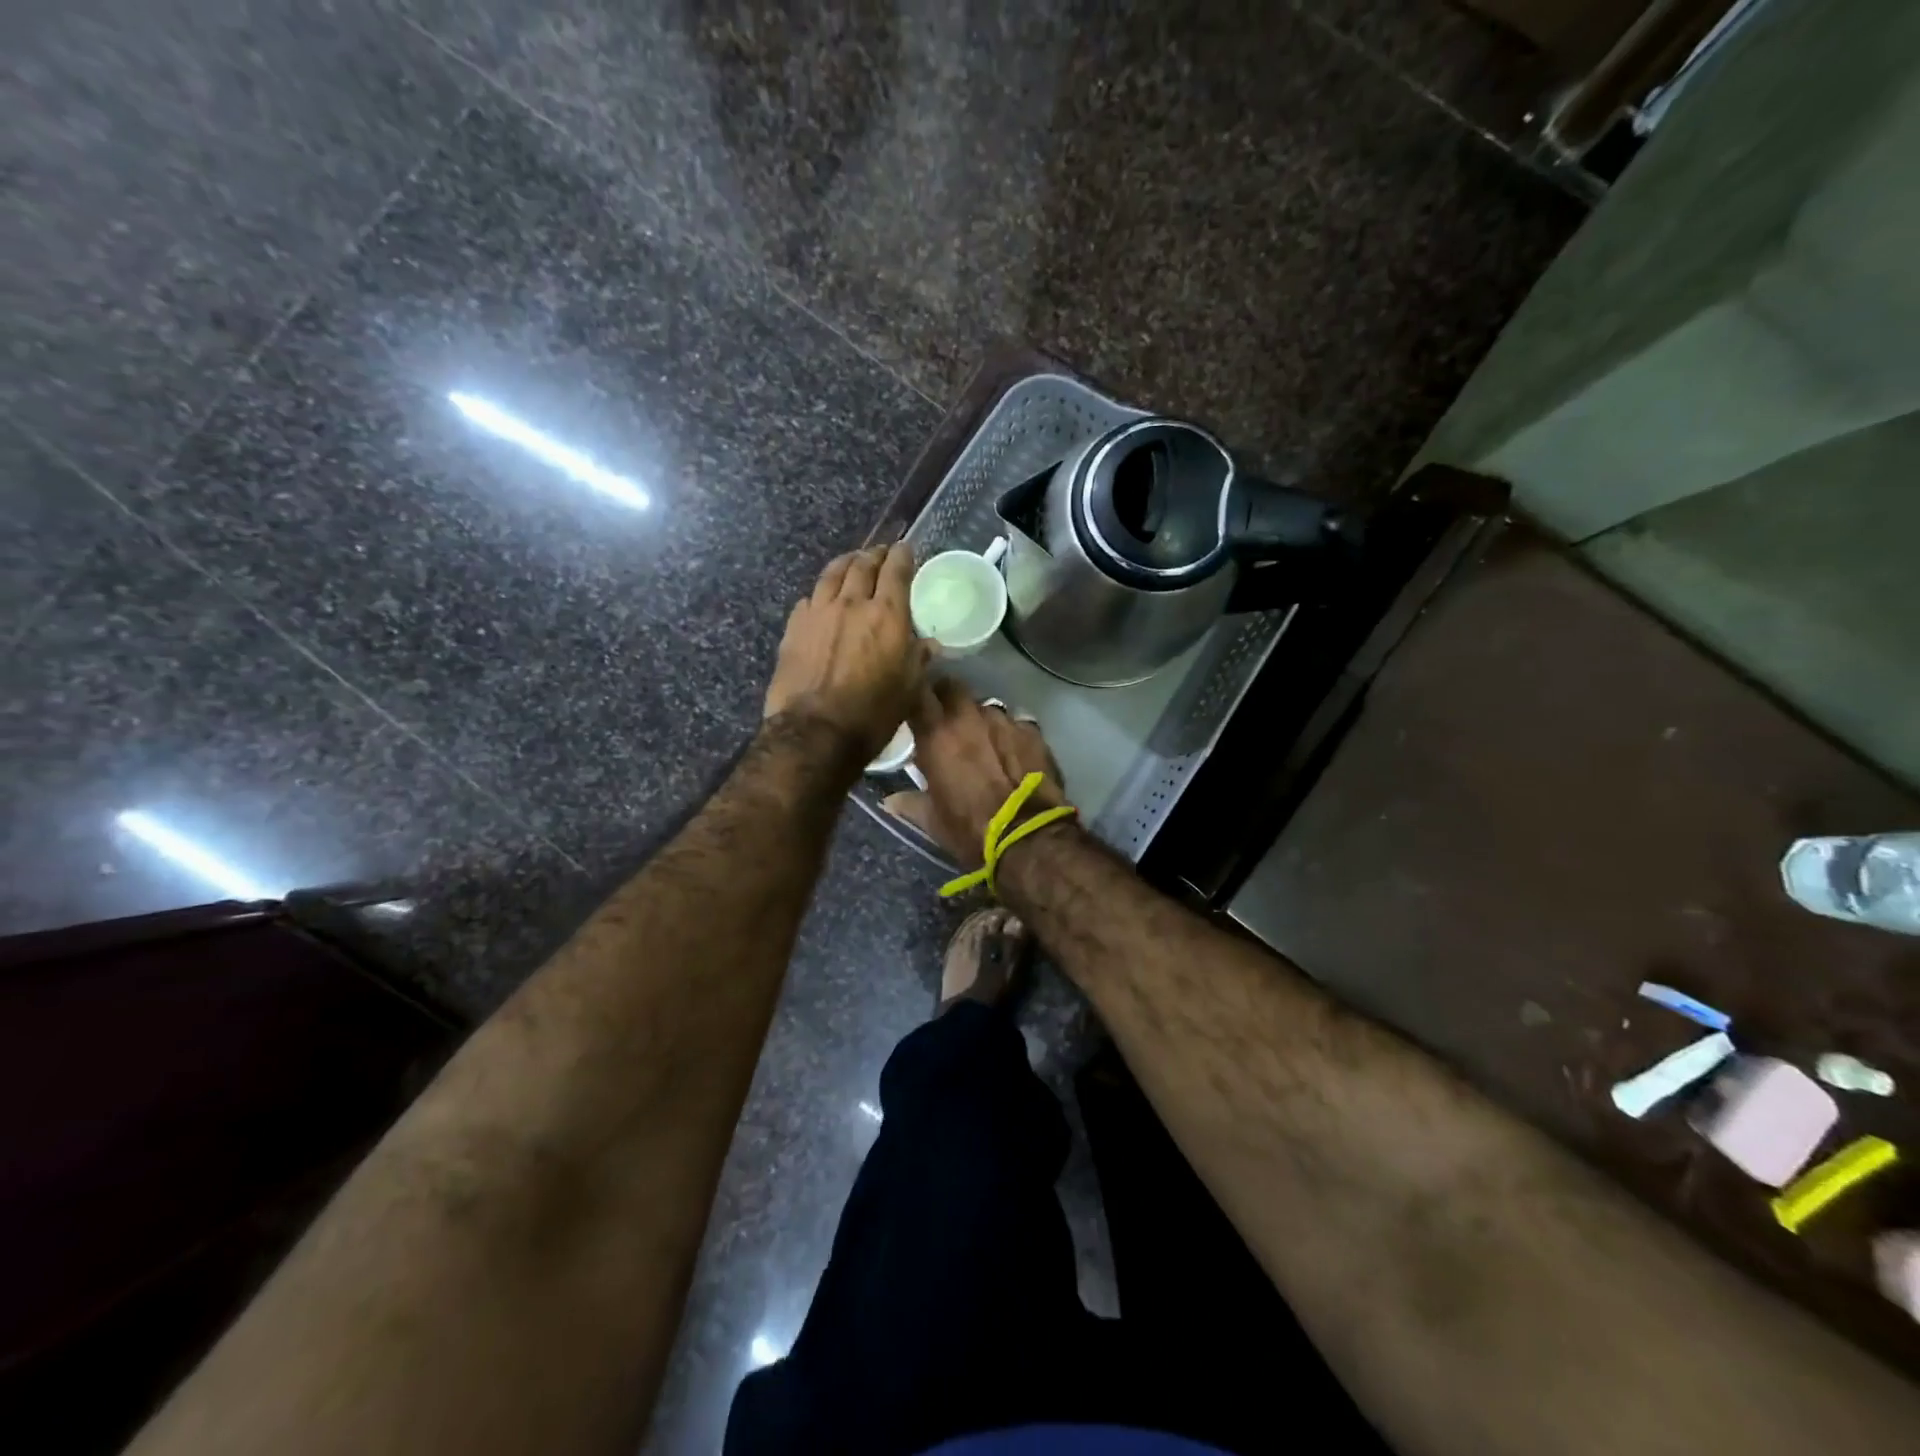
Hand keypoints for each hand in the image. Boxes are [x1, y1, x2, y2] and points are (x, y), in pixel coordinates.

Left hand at [764, 542, 928, 759]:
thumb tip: (929, 644)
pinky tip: (822, 598)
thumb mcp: (908, 689)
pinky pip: (810, 598)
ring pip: (832, 574)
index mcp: (887, 614)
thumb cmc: (872, 713)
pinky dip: (821, 592)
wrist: (815, 730)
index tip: (905, 549)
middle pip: (863, 566)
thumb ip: (918, 659)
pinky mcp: (794, 627)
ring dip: (846, 563)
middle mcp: (852, 603)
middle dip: (874, 555)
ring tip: (851, 561)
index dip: (902, 556)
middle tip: (880, 553)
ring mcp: (818, 612)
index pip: (896, 571)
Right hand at [882, 679, 1066, 865]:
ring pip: (985, 705)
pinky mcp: (1032, 731)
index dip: (914, 694)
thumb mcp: (933, 821)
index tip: (912, 705)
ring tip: (983, 740)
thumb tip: (890, 800)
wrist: (1029, 838)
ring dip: (980, 718)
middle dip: (947, 697)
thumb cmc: (972, 830)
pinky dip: (1010, 733)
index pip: (916, 693)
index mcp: (936, 735)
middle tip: (945, 718)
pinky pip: (1016, 722)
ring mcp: (1004, 720)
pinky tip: (1013, 751)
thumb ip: (911, 803)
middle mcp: (968, 717)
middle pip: (952, 687)